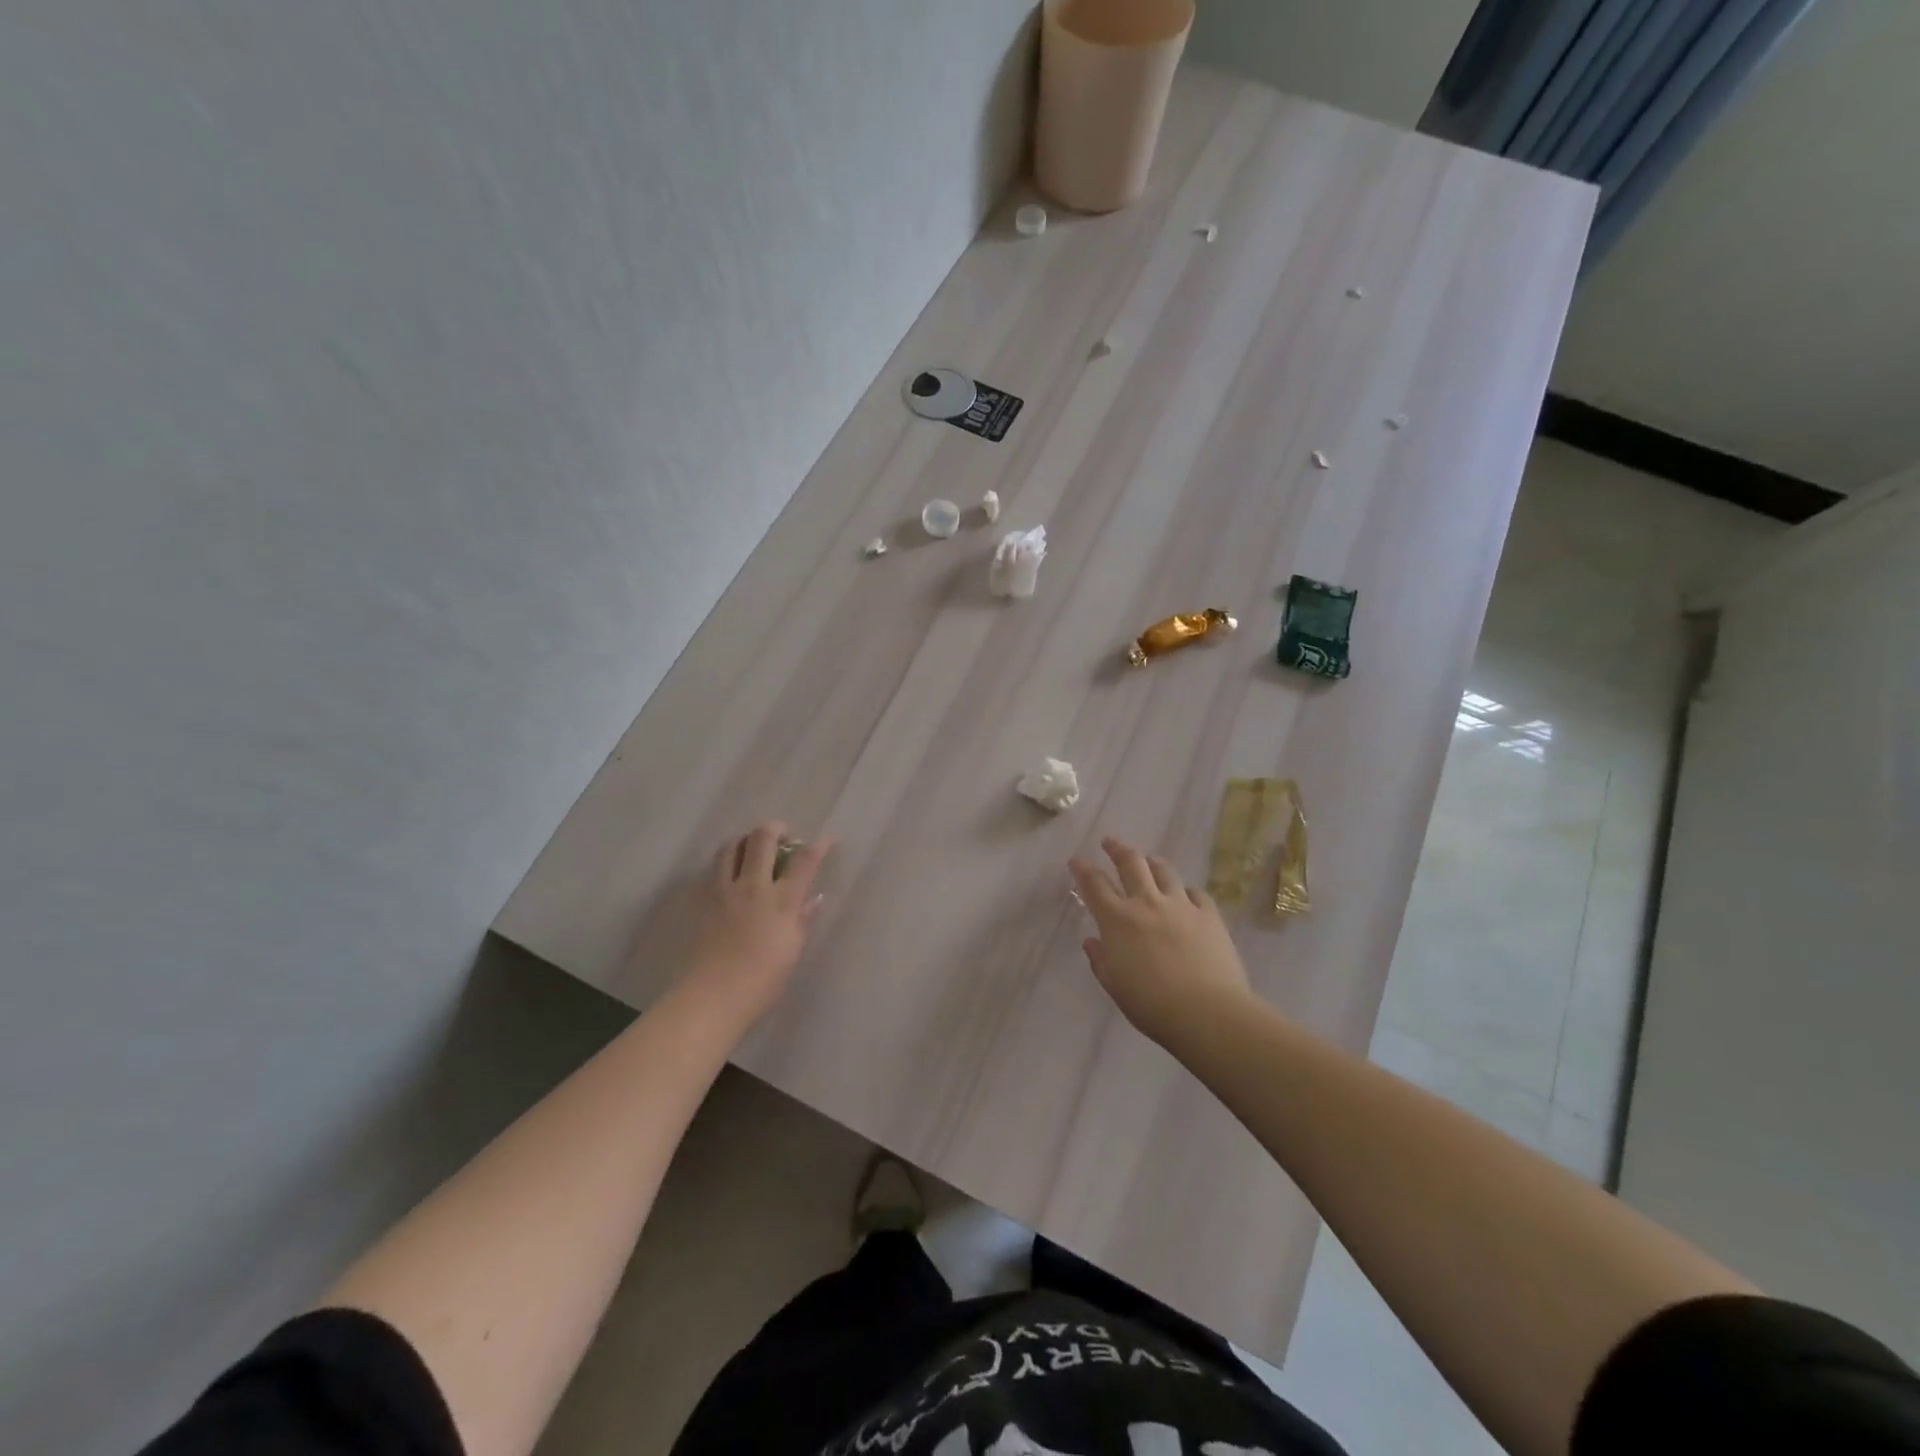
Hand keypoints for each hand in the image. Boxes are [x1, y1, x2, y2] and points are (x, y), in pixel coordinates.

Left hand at [681, 821, 834, 1025]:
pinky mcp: (703, 899)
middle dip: (777, 827)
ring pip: (732, 845)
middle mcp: (753, 886)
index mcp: (781, 900)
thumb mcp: (792, 950)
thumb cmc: (761, 981)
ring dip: (746, 840)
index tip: (827, 840)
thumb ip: (802, 919)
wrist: (711, 997)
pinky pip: (715, 867)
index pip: (804, 860)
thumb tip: (813, 898)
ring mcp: (724, 890)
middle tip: (784, 836)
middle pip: (763, 837)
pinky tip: (732, 874)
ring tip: (754, 849)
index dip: (818, 845)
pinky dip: (727, 861)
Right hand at [1069, 835, 1252, 1045]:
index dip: (1083, 869)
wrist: (1208, 1012)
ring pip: (1164, 870)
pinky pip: (1196, 892)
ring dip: (1152, 862)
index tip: (1077, 860)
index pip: (1095, 885)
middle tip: (1109, 842)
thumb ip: (1101, 960)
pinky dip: (1186, 890)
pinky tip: (1186, 895)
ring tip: (1148, 860)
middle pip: (1131, 863)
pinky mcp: (1210, 915)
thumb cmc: (1152, 1005)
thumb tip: (1092, 941)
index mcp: (1118, 920)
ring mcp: (1181, 905)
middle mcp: (1147, 903)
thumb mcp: (1116, 986)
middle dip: (1117, 849)